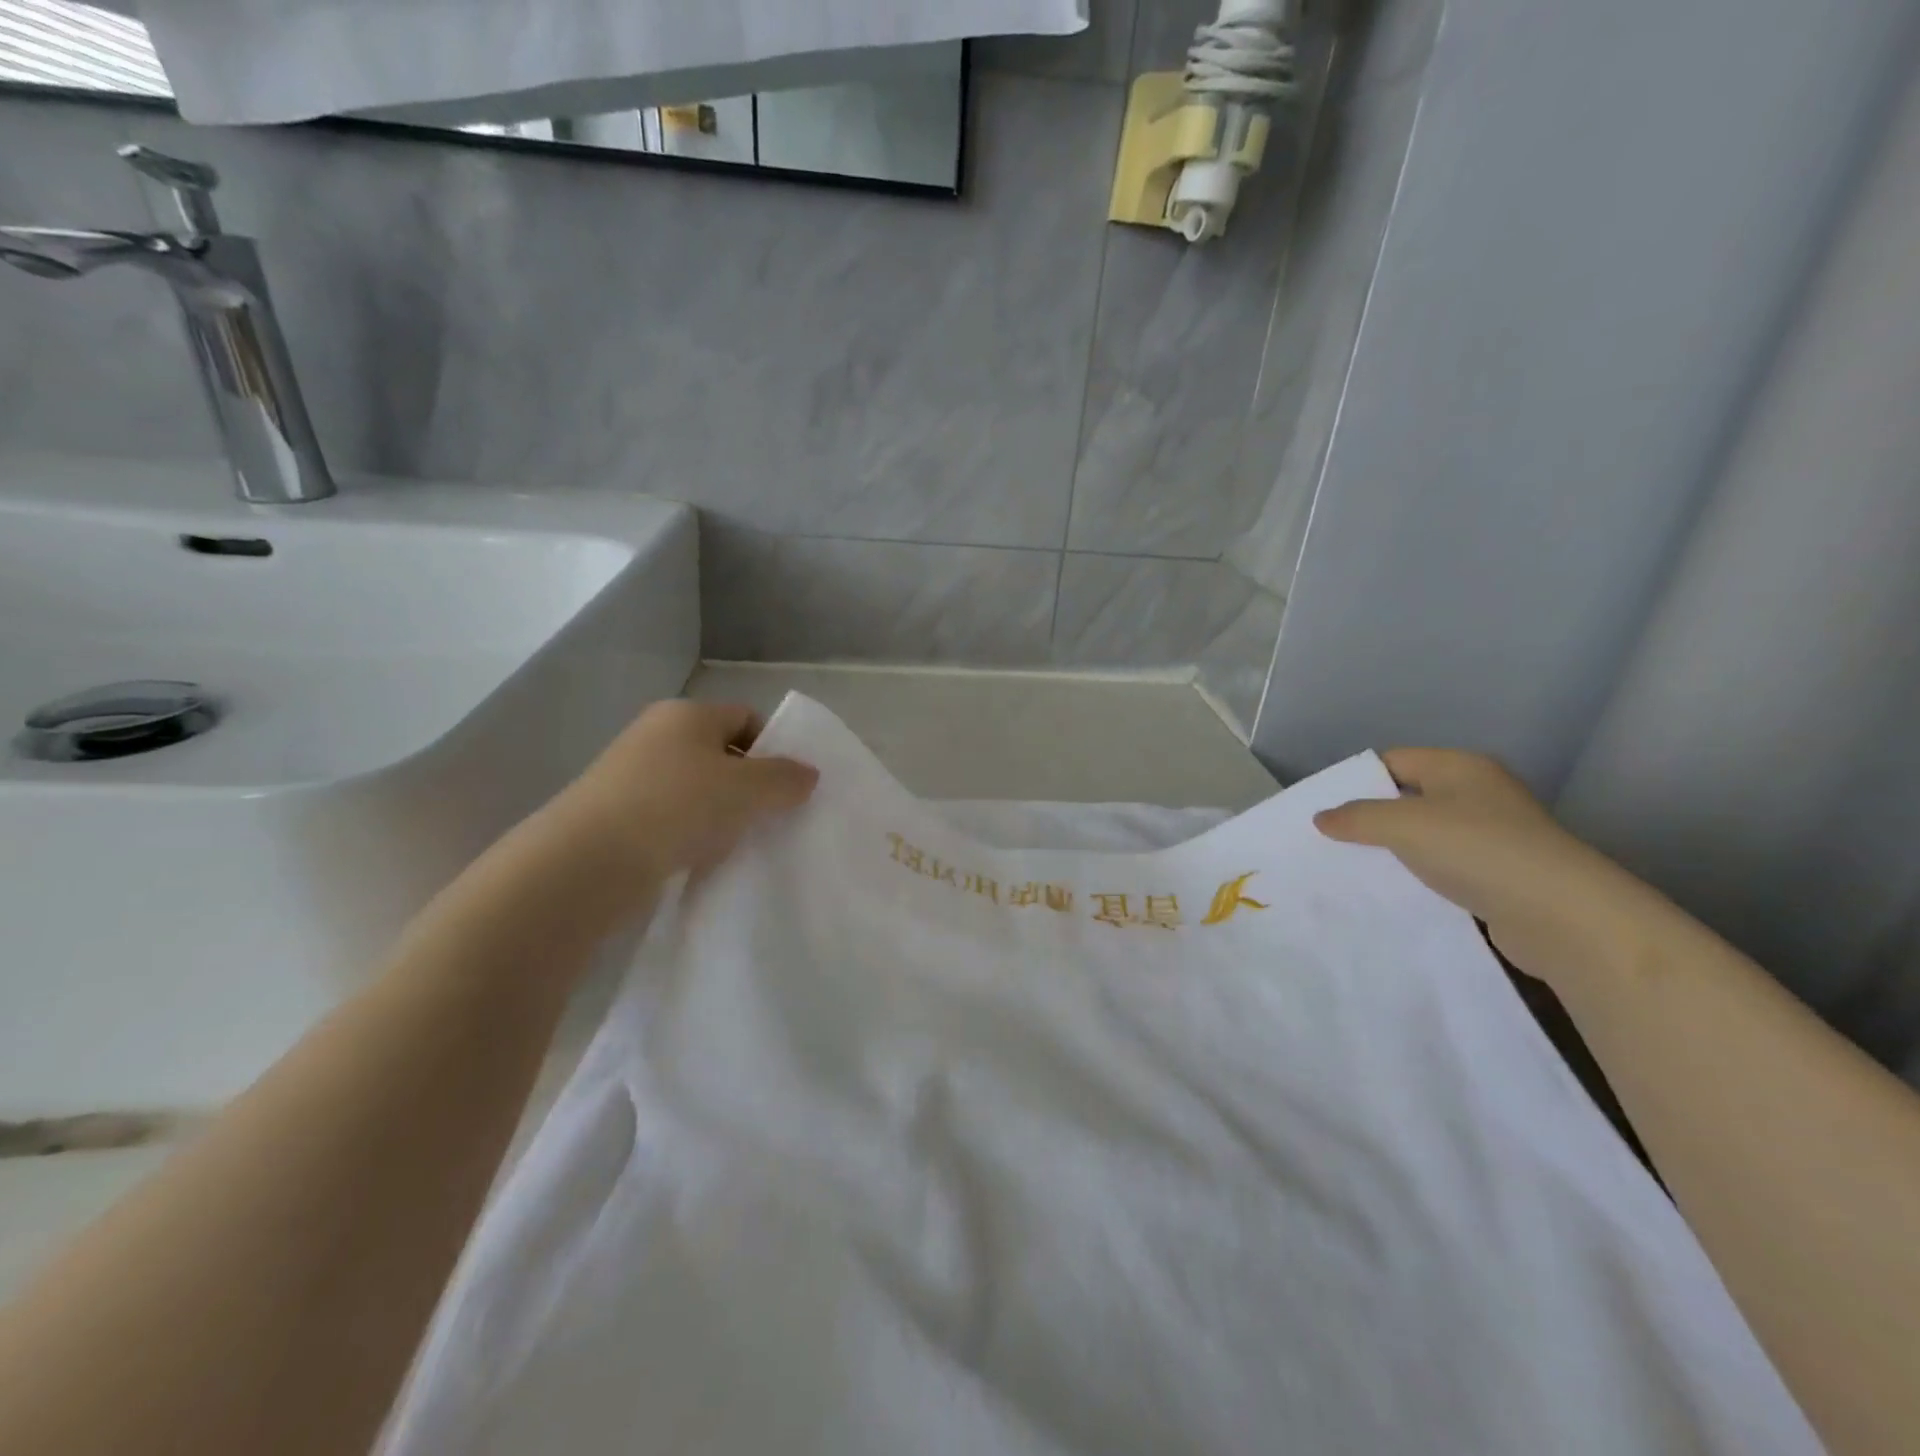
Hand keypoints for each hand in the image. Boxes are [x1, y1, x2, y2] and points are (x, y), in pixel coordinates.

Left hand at [533, 700, 817, 919]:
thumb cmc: (677, 806)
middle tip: (768, 816)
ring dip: (720, 813)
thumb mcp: (747, 788)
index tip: (787, 786)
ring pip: (695, 788)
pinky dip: (689, 833)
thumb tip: (808, 774)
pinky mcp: (614, 814)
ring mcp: (630, 774)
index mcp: (687, 713)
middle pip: (720, 753)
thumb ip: (785, 778)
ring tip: (734, 843)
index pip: (746, 717)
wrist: (588, 861)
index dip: (773, 747)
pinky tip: (698, 858)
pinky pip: (669, 817)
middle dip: (749, 784)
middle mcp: (656, 734)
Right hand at [1313, 749, 1655, 990]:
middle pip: (1408, 797)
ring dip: (1394, 850)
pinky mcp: (1501, 875)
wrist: (1563, 917)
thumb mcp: (1403, 825)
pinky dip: (1419, 876)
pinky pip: (1445, 867)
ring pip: (1426, 835)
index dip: (1356, 780)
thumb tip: (1322, 818)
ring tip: (1353, 867)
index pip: (1393, 761)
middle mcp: (1479, 794)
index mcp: (1460, 767)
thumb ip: (1356, 817)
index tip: (1323, 807)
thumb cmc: (1478, 851)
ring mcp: (1494, 836)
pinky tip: (1395, 892)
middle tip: (1329, 839)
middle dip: (1370, 817)